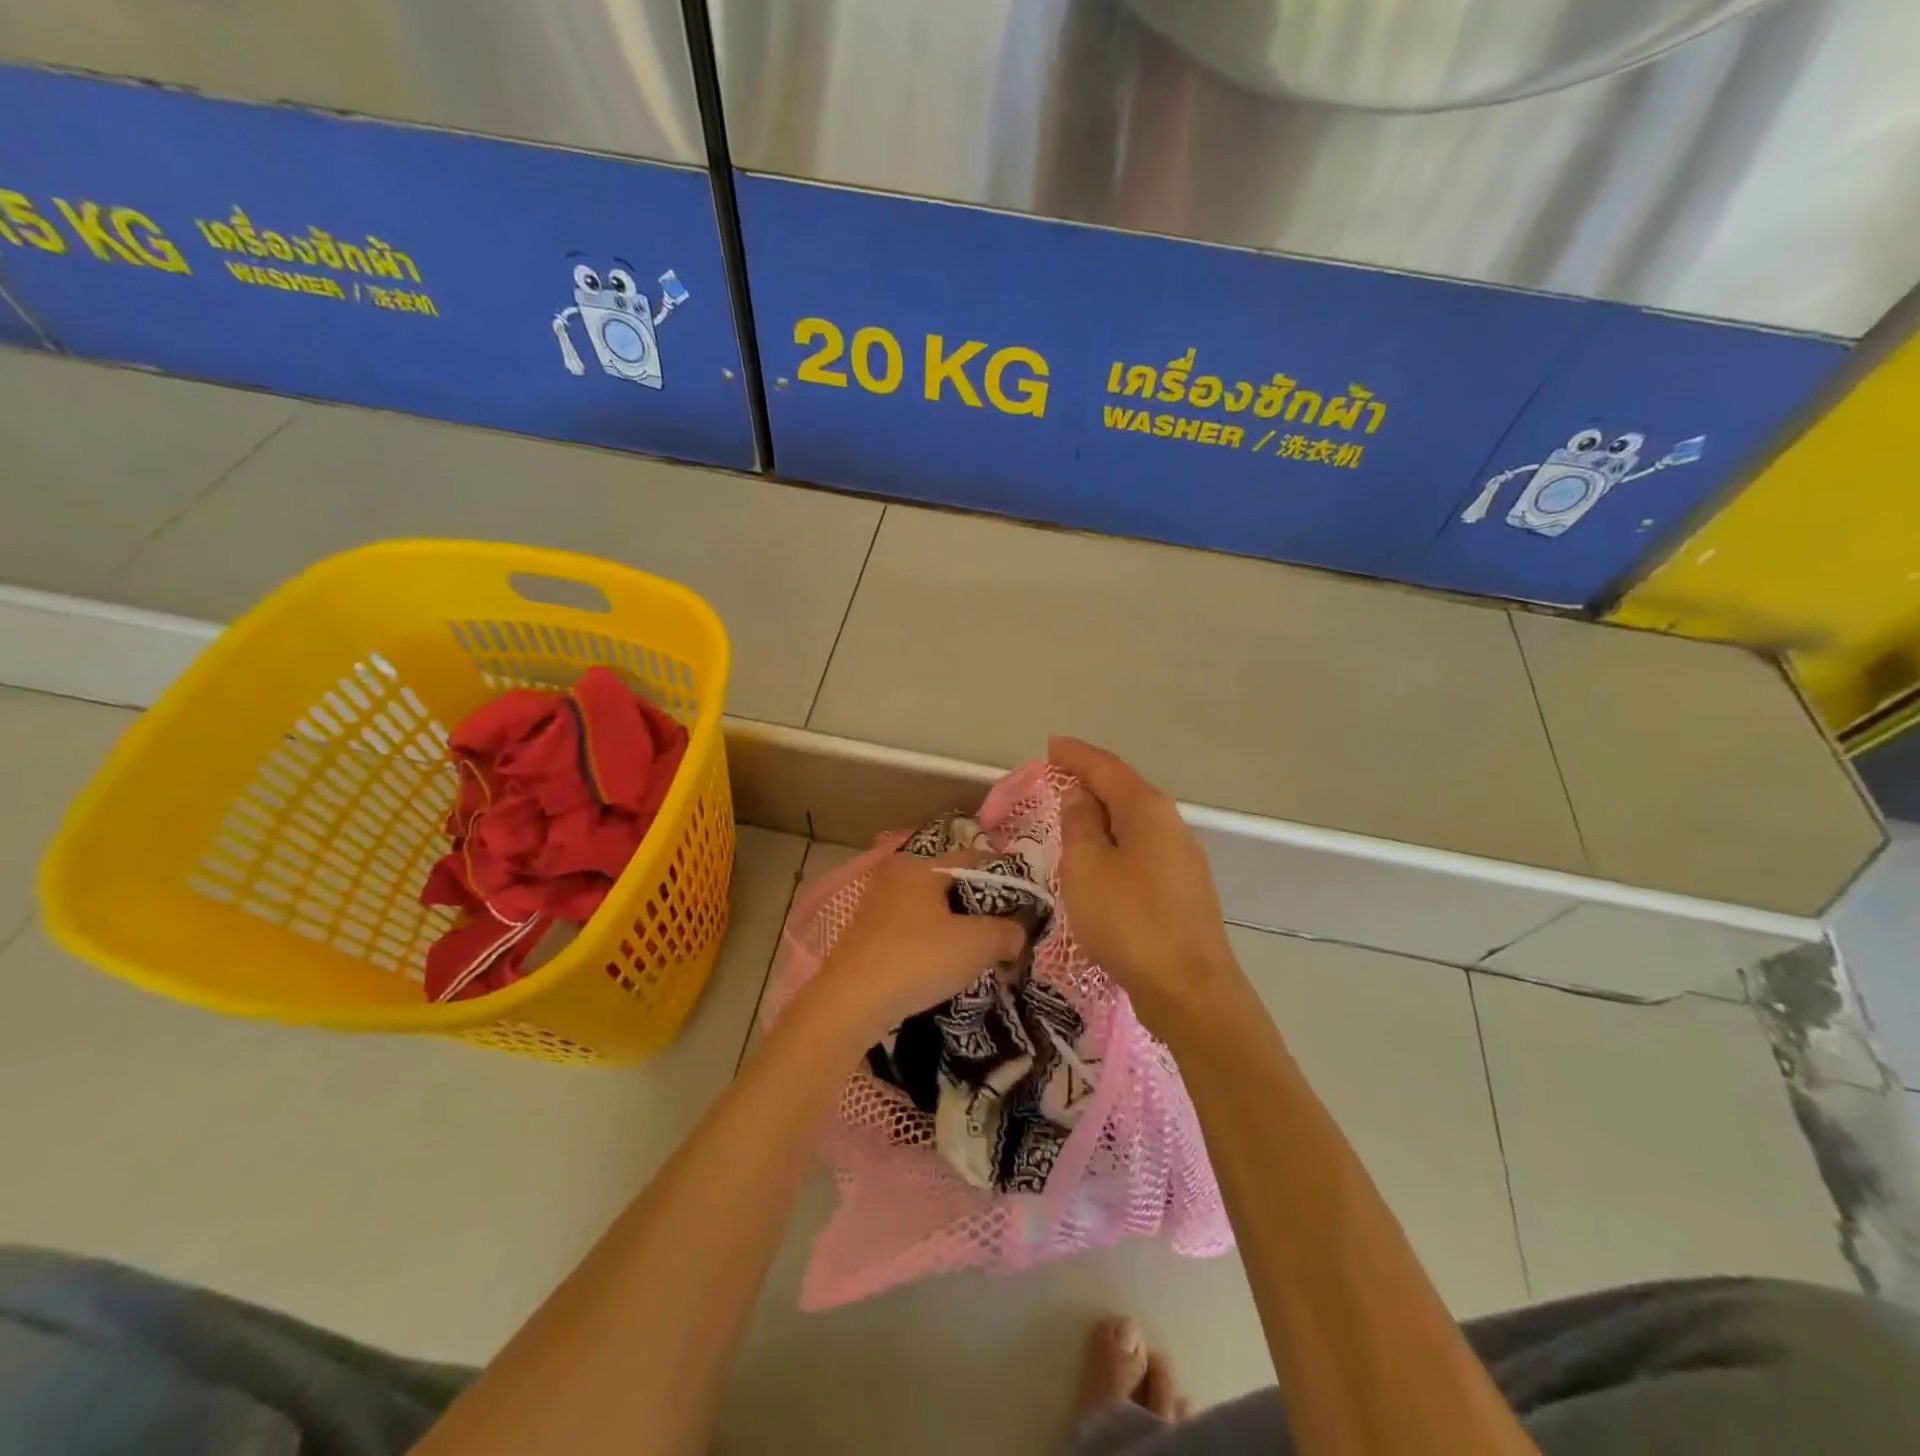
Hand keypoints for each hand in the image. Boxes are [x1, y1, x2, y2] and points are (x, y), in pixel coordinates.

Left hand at [806, 852, 1025, 1042]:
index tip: (1025, 904)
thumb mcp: (977, 944)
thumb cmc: (918, 959)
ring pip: (930, 909)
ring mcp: (876, 905)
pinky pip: (910, 930)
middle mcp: (896, 876)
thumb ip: (1007, 932)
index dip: (1005, 880)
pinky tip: (941, 966)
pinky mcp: (864, 935)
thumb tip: (1018, 934)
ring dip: (955, 927)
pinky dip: (931, 942)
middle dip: (980, 907)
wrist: (850, 1003)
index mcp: (922, 865)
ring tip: (977, 954)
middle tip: (1004, 932)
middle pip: (951, 884)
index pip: (975, 860)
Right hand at [1051, 737, 1242, 1032]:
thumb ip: (1079, 824)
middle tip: (1055, 778)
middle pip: (1124, 790)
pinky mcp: (1182, 889)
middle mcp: (1170, 824)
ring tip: (1072, 814)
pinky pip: (1140, 849)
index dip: (1075, 755)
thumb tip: (1080, 795)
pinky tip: (1101, 857)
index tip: (1050, 746)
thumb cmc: (1129, 920)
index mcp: (1147, 809)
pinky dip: (1115, 842)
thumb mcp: (1086, 867)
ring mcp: (1181, 857)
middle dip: (1090, 781)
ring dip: (1102, 814)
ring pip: (1134, 822)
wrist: (1189, 989)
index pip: (1106, 767)